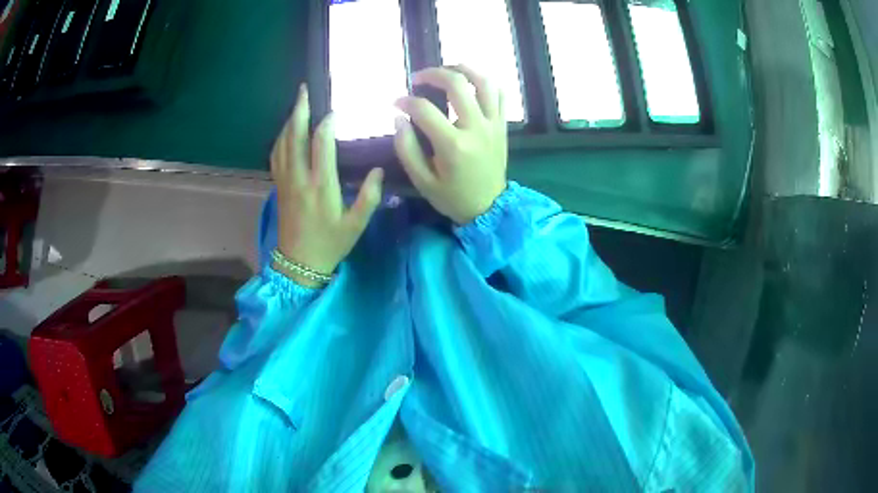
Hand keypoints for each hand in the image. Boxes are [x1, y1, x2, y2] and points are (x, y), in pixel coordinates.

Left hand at [271, 84, 383, 286]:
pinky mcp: (279, 186)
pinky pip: (276, 156)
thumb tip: (379, 170)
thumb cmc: (330, 244)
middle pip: (296, 137)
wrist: (299, 263)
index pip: (321, 144)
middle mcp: (300, 178)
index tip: (335, 112)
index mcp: (321, 185)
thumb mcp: (356, 225)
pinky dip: (280, 139)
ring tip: (296, 104)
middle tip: (303, 90)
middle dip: (300, 111)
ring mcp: (286, 181)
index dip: (327, 124)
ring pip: (283, 144)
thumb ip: (369, 197)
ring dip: (289, 121)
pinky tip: (285, 131)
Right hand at [393, 65, 507, 224]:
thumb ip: (406, 148)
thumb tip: (399, 117)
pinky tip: (471, 83)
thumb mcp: (421, 180)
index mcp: (452, 145)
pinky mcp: (502, 126)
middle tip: (418, 78)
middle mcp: (476, 128)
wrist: (489, 208)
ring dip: (464, 69)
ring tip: (447, 69)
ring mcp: (493, 124)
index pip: (424, 109)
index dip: (405, 101)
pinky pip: (500, 95)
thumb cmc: (452, 197)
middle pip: (456, 84)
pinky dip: (486, 83)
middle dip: (432, 74)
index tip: (396, 103)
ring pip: (483, 82)